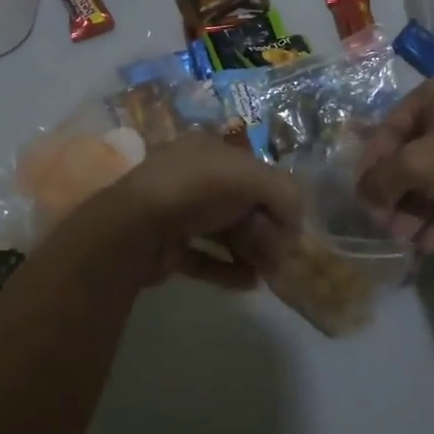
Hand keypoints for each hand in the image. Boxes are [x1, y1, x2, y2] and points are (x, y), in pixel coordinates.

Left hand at [77, 134, 302, 289]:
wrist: (135, 228)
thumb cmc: (196, 189)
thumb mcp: (250, 177)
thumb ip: (283, 192)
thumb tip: (297, 219)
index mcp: (207, 149)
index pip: (251, 168)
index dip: (274, 192)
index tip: (292, 221)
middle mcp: (190, 176)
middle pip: (238, 203)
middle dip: (264, 228)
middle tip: (283, 254)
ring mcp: (175, 212)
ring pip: (222, 231)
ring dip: (250, 250)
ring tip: (271, 273)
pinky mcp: (165, 246)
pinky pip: (203, 258)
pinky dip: (226, 270)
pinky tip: (249, 284)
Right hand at [355, 72, 433, 250]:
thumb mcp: (416, 165)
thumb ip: (381, 179)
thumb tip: (364, 195)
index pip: (389, 129)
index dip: (371, 166)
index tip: (362, 199)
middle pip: (413, 156)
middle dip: (398, 196)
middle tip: (387, 227)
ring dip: (419, 210)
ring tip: (408, 242)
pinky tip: (432, 244)